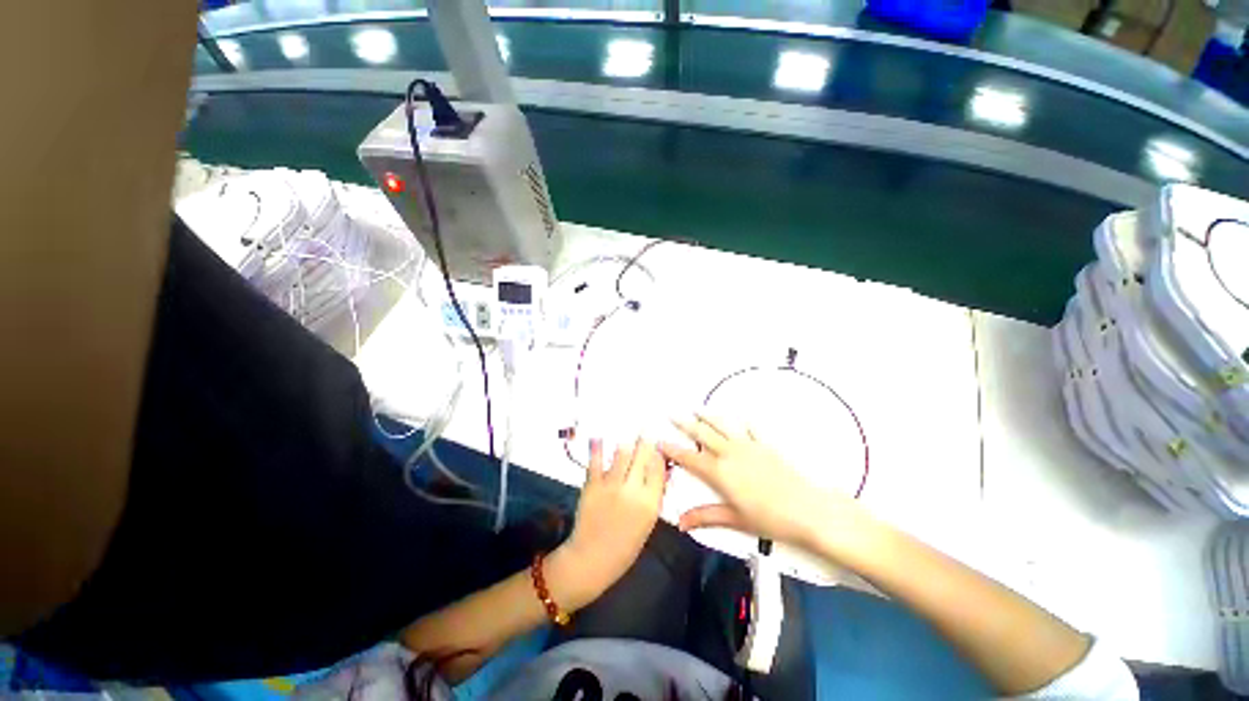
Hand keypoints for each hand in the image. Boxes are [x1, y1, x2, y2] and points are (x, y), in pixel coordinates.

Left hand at [557, 438, 666, 605]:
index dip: (659, 452)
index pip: (659, 467)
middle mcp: (633, 490)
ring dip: (626, 443)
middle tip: (645, 431)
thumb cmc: (625, 546)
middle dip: (645, 441)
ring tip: (627, 433)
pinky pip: (596, 461)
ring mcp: (612, 485)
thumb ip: (654, 496)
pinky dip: (597, 447)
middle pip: (643, 455)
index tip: (658, 444)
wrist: (592, 559)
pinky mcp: (592, 484)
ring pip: (622, 453)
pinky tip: (598, 437)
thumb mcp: (648, 523)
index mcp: (650, 502)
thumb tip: (660, 471)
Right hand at [660, 414, 866, 549]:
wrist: (807, 510)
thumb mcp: (734, 519)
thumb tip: (682, 523)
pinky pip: (749, 428)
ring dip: (708, 416)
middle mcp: (730, 453)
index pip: (689, 457)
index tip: (660, 442)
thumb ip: (706, 517)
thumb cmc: (770, 518)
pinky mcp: (765, 445)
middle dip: (685, 424)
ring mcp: (748, 446)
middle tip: (672, 414)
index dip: (673, 449)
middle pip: (702, 434)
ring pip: (722, 425)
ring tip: (697, 408)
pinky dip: (740, 421)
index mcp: (719, 472)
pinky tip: (736, 417)